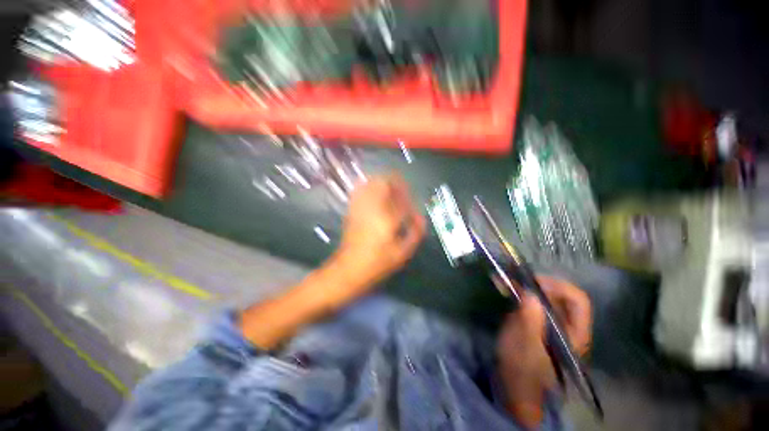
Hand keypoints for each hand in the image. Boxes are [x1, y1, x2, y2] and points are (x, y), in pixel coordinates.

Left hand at [328, 173, 425, 302]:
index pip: (403, 200)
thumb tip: (421, 218)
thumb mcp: (402, 254)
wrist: (348, 269)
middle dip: (395, 182)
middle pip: (384, 182)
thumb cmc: (377, 264)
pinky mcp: (351, 210)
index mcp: (388, 220)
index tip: (412, 205)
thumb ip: (415, 233)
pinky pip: (359, 190)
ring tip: (390, 190)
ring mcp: (360, 207)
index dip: (410, 199)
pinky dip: (369, 186)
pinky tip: (375, 194)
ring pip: (371, 183)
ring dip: (383, 182)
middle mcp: (373, 209)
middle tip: (402, 190)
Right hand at [497, 276, 591, 426]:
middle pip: (559, 295)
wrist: (513, 388)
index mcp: (574, 333)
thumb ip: (530, 320)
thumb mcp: (525, 346)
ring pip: (543, 296)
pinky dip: (517, 291)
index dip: (557, 286)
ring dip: (524, 285)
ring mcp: (550, 323)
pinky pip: (530, 301)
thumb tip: (531, 294)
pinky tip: (502, 287)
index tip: (533, 282)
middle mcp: (566, 325)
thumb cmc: (523, 370)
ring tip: (505, 280)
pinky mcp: (535, 323)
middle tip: (514, 278)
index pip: (577, 300)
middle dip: (536, 283)